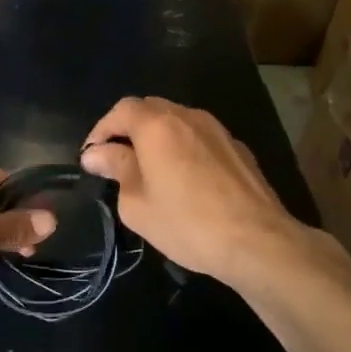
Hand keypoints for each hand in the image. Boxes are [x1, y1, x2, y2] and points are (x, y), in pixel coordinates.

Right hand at [80, 97, 298, 285]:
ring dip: (157, 138)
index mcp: (157, 126)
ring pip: (177, 121)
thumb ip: (115, 169)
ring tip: (149, 169)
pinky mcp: (238, 149)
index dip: (102, 129)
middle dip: (128, 129)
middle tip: (116, 161)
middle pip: (150, 109)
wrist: (258, 242)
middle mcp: (188, 117)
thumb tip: (96, 154)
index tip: (92, 156)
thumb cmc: (187, 223)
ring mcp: (217, 130)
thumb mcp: (137, 203)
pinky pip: (199, 138)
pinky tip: (183, 179)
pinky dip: (182, 148)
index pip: (121, 110)